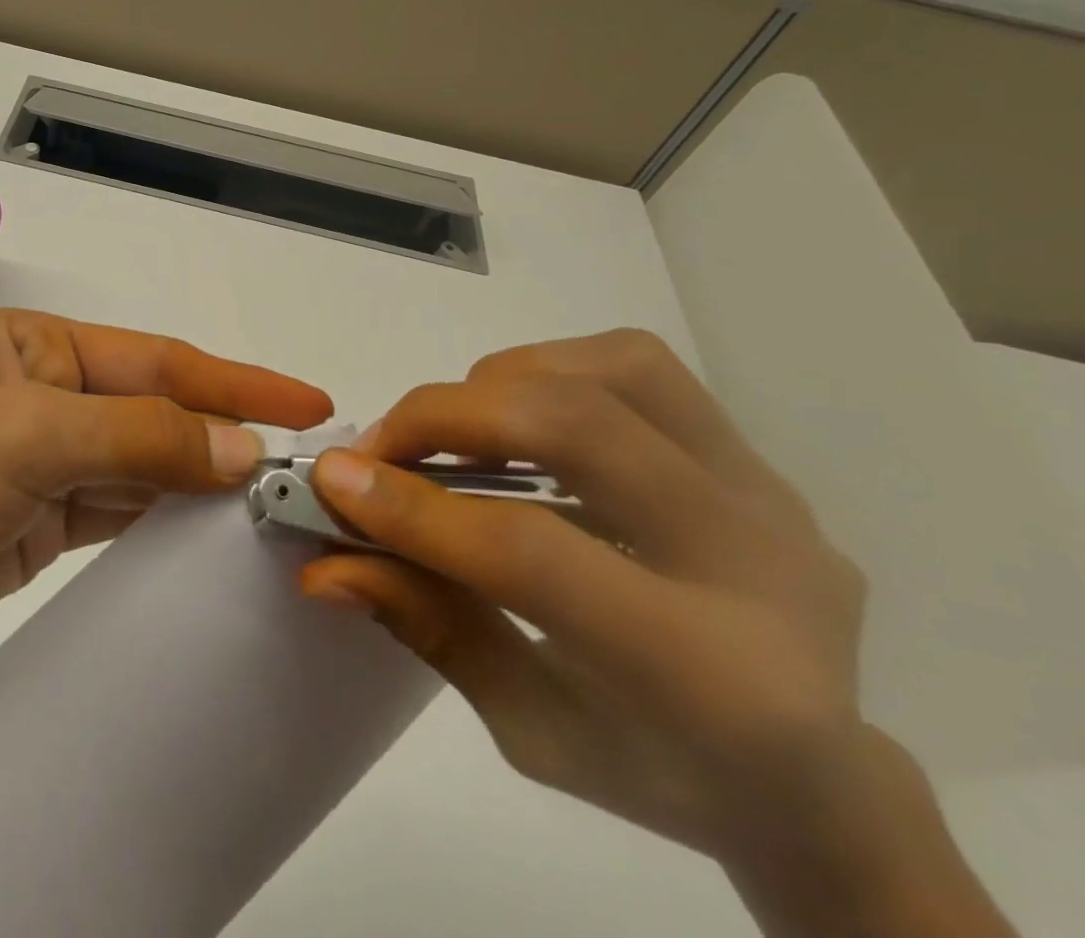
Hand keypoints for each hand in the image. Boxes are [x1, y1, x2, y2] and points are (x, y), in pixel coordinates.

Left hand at [0, 308, 331, 737]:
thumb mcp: (22, 440)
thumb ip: (138, 437)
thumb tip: (241, 447)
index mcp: (29, 347)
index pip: (153, 360)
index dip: (233, 382)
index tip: (309, 403)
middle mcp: (35, 395)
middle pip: (150, 408)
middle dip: (222, 430)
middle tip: (302, 463)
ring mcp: (32, 464)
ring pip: (138, 461)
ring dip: (197, 477)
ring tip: (269, 498)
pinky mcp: (28, 528)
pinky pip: (114, 510)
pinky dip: (160, 516)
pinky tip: (204, 529)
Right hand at [299, 330, 1014, 936]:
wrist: (815, 775)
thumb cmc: (657, 771)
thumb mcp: (529, 729)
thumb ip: (429, 627)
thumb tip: (326, 562)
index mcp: (714, 680)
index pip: (534, 556)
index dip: (417, 511)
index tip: (331, 482)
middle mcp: (761, 566)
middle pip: (576, 429)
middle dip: (445, 418)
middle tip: (375, 446)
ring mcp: (770, 494)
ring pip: (612, 371)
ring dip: (499, 383)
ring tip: (448, 430)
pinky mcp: (755, 456)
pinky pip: (637, 366)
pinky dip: (548, 369)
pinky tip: (514, 416)